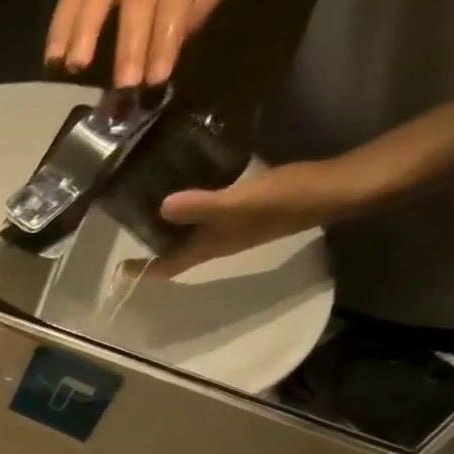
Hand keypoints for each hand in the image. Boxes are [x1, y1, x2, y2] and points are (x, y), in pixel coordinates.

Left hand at [147, 158, 368, 278]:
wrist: (334, 188)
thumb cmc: (285, 200)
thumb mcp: (238, 203)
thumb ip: (201, 206)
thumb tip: (162, 208)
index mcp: (210, 248)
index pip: (168, 267)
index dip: (143, 270)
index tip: (118, 269)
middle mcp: (216, 242)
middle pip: (175, 251)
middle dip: (151, 244)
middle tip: (125, 224)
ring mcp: (232, 226)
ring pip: (191, 231)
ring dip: (170, 223)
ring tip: (146, 202)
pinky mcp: (246, 208)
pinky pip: (209, 211)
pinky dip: (193, 204)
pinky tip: (187, 182)